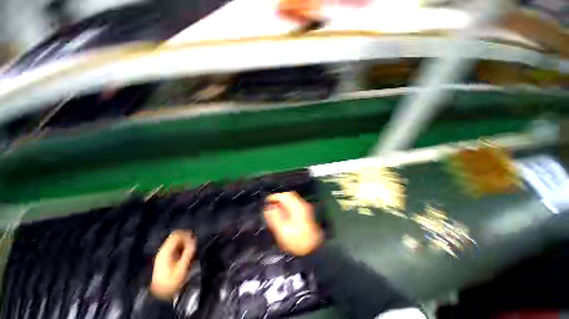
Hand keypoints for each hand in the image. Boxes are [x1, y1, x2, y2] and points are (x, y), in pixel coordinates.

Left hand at [150, 230, 195, 300]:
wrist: (159, 293)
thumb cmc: (170, 282)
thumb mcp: (181, 268)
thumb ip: (188, 253)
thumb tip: (194, 241)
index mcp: (166, 251)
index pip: (177, 235)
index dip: (187, 235)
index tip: (194, 241)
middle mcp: (163, 250)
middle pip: (176, 236)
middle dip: (187, 239)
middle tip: (193, 246)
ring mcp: (163, 253)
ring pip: (176, 240)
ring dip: (185, 243)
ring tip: (190, 252)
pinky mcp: (165, 257)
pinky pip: (175, 246)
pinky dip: (182, 247)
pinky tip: (185, 255)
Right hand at [264, 192, 323, 255]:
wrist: (313, 250)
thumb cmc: (297, 241)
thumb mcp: (282, 231)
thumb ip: (274, 217)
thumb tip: (268, 208)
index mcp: (296, 207)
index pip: (284, 196)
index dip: (274, 197)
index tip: (266, 201)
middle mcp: (302, 205)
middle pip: (289, 195)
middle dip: (279, 198)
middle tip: (271, 205)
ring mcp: (305, 209)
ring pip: (292, 200)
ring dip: (283, 202)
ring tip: (275, 209)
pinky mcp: (306, 213)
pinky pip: (295, 205)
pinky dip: (288, 206)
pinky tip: (284, 214)